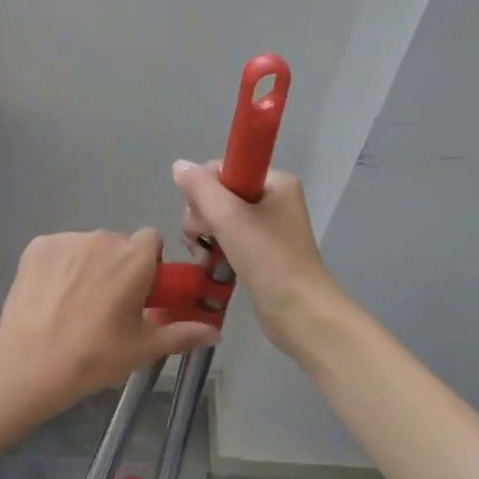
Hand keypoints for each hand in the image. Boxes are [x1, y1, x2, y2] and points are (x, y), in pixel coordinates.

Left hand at [0, 229, 220, 405]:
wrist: (32, 362)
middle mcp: (103, 238)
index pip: (151, 240)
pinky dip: (57, 267)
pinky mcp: (37, 246)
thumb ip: (183, 334)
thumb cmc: (96, 355)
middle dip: (116, 267)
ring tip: (73, 305)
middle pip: (118, 244)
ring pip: (86, 246)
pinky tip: (49, 297)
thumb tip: (216, 334)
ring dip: (87, 265)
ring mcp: (67, 240)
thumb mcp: (144, 348)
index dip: (148, 264)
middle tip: (106, 306)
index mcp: (135, 258)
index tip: (139, 291)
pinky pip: (57, 250)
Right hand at [172, 161, 340, 354]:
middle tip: (203, 238)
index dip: (204, 189)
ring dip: (205, 234)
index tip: (201, 215)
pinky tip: (210, 263)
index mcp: (275, 181)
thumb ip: (200, 188)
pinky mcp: (262, 252)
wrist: (300, 312)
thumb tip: (178, 165)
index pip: (224, 169)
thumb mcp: (229, 217)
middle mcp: (274, 199)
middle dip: (202, 215)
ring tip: (205, 254)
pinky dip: (215, 248)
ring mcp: (269, 227)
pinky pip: (228, 239)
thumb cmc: (268, 259)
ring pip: (219, 218)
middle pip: (219, 193)